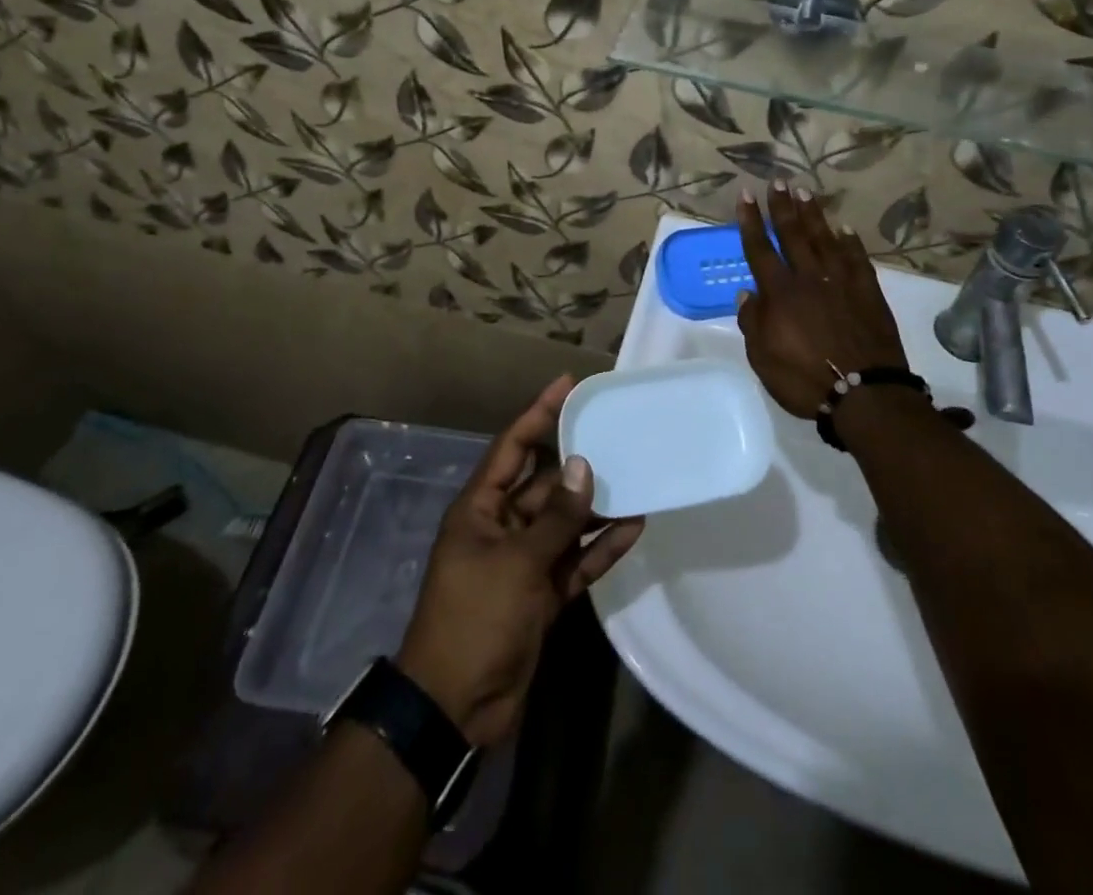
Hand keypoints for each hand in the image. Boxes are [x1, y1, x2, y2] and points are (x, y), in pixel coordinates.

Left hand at [397, 377, 645, 746]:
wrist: (455, 708)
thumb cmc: (475, 619)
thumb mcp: (516, 563)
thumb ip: (555, 517)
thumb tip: (585, 466)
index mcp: (481, 509)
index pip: (513, 447)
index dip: (539, 413)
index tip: (568, 385)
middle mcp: (502, 526)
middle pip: (545, 482)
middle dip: (578, 461)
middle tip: (617, 433)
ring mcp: (524, 561)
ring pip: (565, 522)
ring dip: (596, 506)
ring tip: (637, 478)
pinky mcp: (543, 594)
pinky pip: (576, 560)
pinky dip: (601, 547)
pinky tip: (634, 528)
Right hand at [735, 182, 910, 418]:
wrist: (865, 392)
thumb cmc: (804, 379)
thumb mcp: (762, 358)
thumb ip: (752, 321)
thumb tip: (747, 292)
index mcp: (780, 293)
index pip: (760, 249)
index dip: (751, 221)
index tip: (745, 195)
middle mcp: (809, 278)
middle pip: (793, 234)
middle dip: (782, 206)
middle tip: (778, 181)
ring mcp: (842, 282)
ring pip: (824, 239)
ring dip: (813, 215)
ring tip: (805, 192)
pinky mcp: (868, 291)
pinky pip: (857, 258)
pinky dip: (850, 242)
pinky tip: (845, 228)